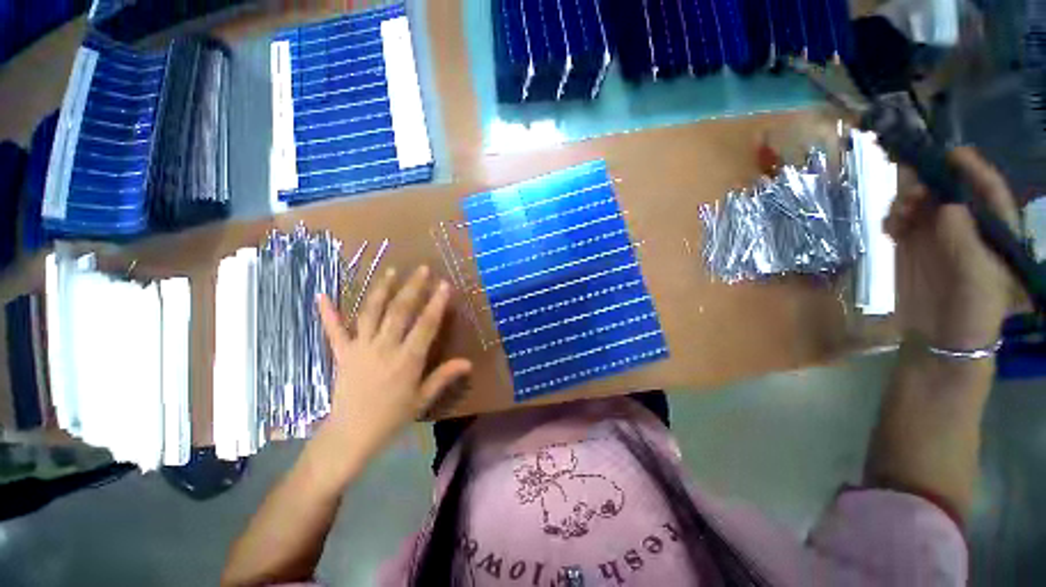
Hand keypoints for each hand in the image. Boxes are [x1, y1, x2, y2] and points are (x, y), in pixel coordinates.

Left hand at [314, 266, 471, 460]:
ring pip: (371, 312)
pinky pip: (334, 330)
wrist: (351, 435)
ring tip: (391, 271)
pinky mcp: (342, 353)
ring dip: (382, 289)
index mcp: (407, 359)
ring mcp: (360, 347)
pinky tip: (321, 294)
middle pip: (400, 311)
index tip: (444, 285)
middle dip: (413, 287)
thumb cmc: (392, 417)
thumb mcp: (422, 399)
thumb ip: (444, 377)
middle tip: (422, 269)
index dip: (436, 304)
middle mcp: (384, 347)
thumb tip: (468, 363)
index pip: (425, 325)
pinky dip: (327, 312)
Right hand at [885, 147, 1018, 349]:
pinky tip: (890, 228)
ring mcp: (935, 235)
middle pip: (947, 189)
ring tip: (899, 214)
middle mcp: (965, 226)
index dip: (971, 168)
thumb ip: (964, 242)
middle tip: (911, 188)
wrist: (940, 339)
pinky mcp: (909, 246)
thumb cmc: (972, 311)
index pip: (986, 189)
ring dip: (906, 199)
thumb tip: (947, 206)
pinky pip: (899, 220)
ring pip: (920, 201)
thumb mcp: (977, 279)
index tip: (949, 153)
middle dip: (928, 181)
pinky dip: (892, 218)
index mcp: (992, 230)